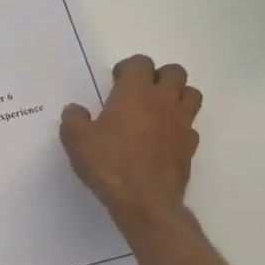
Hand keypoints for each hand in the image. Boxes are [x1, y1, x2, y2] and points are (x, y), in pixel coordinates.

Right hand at [60, 55, 201, 230]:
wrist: (145, 201)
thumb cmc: (109, 164)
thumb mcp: (76, 140)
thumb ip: (73, 119)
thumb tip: (75, 110)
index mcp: (136, 92)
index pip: (140, 63)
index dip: (128, 68)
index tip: (115, 82)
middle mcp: (163, 101)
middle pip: (174, 72)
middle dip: (158, 76)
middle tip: (140, 93)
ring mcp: (181, 124)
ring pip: (191, 95)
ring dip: (177, 96)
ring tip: (157, 111)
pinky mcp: (189, 148)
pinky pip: (190, 127)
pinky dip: (179, 128)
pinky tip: (163, 140)